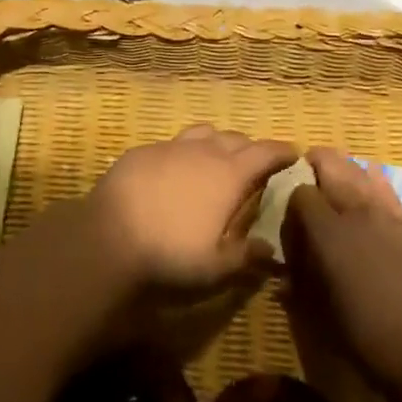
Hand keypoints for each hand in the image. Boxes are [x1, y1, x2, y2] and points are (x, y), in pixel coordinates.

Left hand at [83, 125, 299, 291]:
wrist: (108, 239)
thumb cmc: (171, 255)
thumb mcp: (216, 267)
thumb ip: (246, 256)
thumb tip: (270, 250)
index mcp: (229, 175)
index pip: (265, 152)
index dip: (282, 151)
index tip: (293, 153)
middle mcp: (203, 152)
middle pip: (235, 139)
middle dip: (249, 148)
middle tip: (254, 165)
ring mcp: (170, 147)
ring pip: (203, 134)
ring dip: (216, 143)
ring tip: (216, 160)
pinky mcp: (141, 152)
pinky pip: (171, 144)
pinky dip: (183, 153)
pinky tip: (175, 172)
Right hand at [282, 147, 401, 393]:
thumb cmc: (371, 339)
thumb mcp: (322, 318)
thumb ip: (300, 288)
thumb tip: (284, 279)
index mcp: (328, 232)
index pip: (301, 193)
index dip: (292, 206)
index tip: (292, 225)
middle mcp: (358, 212)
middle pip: (332, 164)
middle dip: (315, 166)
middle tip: (308, 179)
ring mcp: (391, 215)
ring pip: (362, 171)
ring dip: (346, 172)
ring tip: (338, 185)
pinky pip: (389, 191)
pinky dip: (375, 186)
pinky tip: (373, 199)